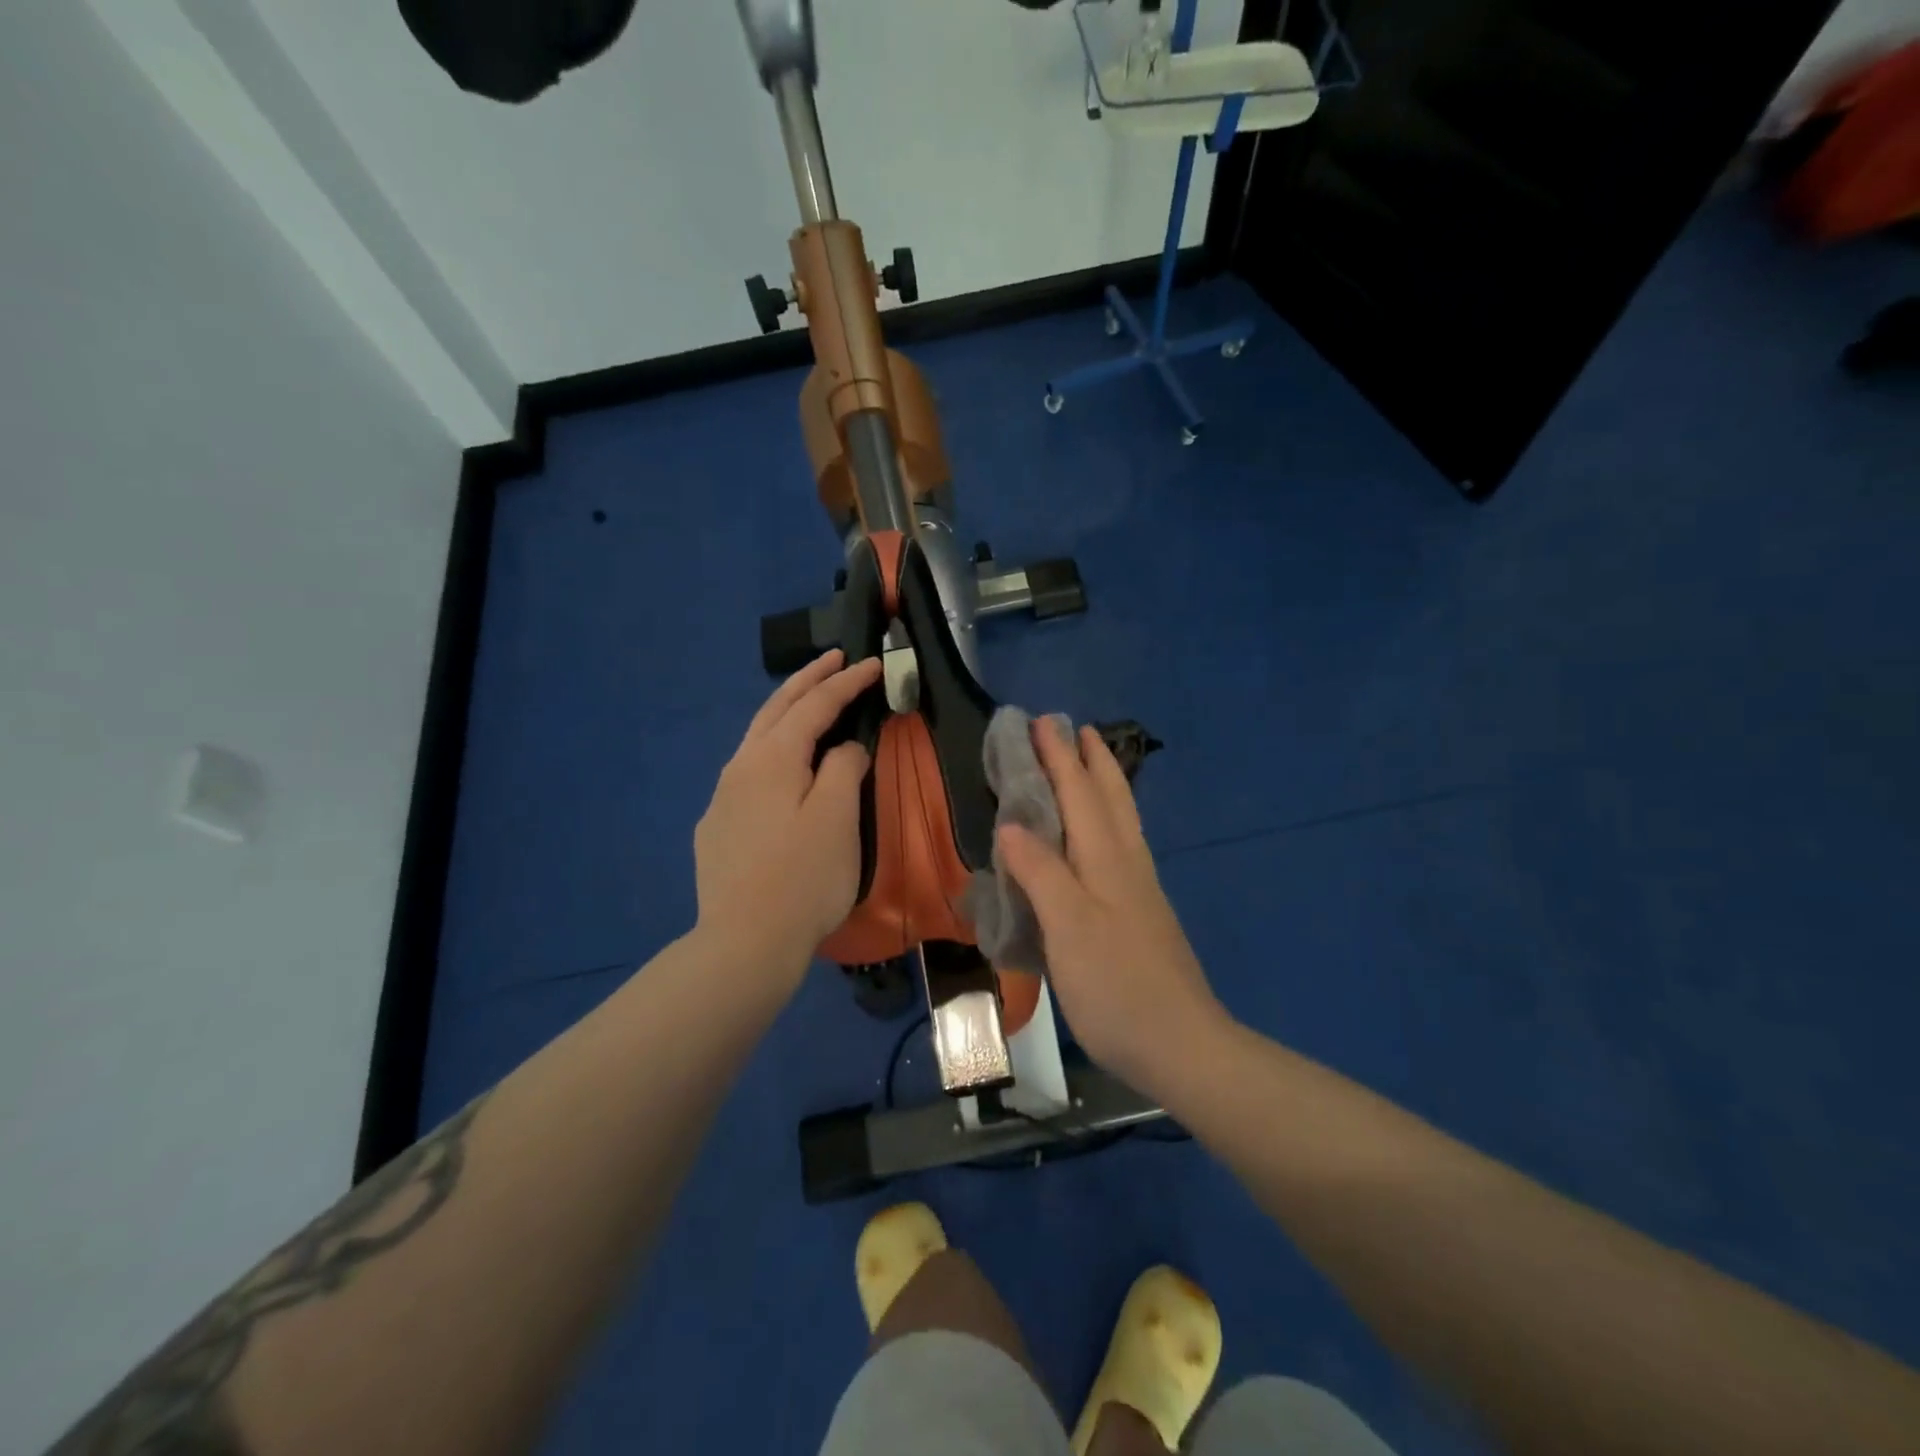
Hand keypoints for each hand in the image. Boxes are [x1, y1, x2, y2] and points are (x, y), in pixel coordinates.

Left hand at [693, 650, 882, 987]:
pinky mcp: (717, 828)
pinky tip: (782, 771)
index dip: (846, 682)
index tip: (873, 664)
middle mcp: (740, 767)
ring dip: (786, 713)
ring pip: (757, 740)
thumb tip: (842, 749)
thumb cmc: (804, 877)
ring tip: (809, 704)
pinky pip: (749, 773)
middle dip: (808, 680)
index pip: (815, 705)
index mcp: (773, 758)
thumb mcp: (838, 817)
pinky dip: (773, 752)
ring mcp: (722, 798)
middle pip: (776, 710)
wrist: (744, 943)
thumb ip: (843, 767)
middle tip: (835, 658)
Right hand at [998, 720, 1227, 1090]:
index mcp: (1107, 859)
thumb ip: (1040, 872)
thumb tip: (1012, 824)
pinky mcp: (1141, 915)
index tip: (1042, 722)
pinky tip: (1100, 838)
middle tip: (1076, 729)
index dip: (1059, 758)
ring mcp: (1139, 890)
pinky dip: (1107, 821)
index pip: (1080, 794)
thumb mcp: (1068, 927)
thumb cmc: (1117, 985)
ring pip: (1121, 821)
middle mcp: (1127, 864)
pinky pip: (1120, 847)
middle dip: (1091, 761)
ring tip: (1090, 765)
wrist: (1181, 1046)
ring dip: (1104, 785)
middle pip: (1110, 798)